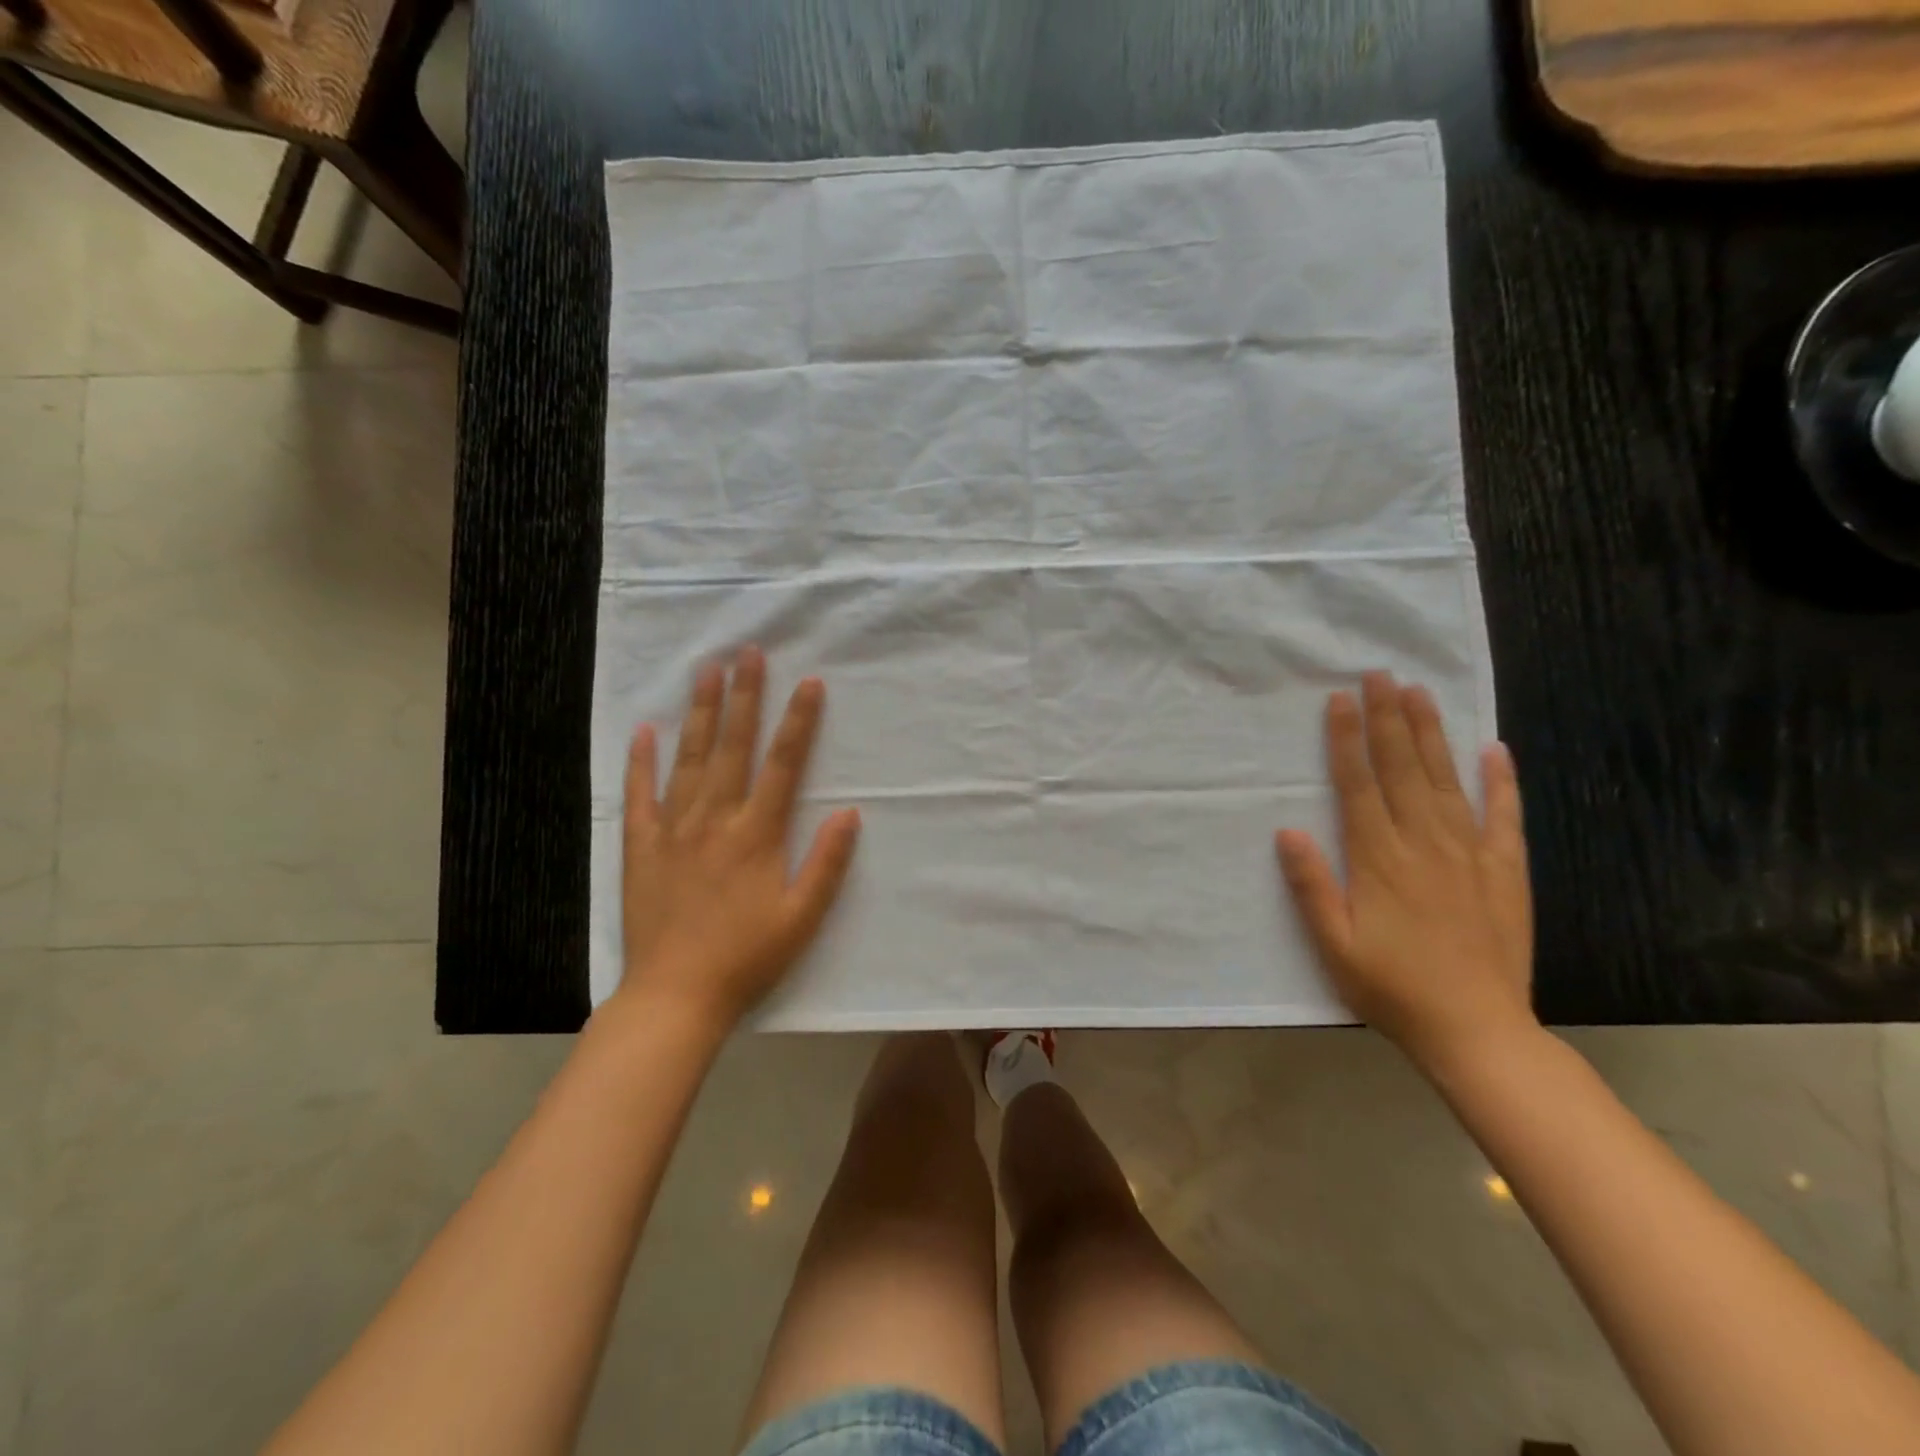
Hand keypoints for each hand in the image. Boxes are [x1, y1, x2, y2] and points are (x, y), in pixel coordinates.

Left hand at [619, 646, 861, 1032]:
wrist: (675, 996)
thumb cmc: (747, 958)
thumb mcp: (803, 918)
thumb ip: (827, 863)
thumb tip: (850, 812)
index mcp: (757, 834)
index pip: (784, 765)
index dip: (799, 722)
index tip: (809, 682)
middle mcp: (715, 820)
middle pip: (733, 747)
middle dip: (744, 696)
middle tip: (748, 652)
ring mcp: (673, 830)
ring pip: (689, 759)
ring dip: (699, 713)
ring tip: (704, 671)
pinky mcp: (640, 847)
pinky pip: (639, 796)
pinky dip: (641, 762)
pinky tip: (644, 731)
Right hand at [1276, 672, 1535, 1077]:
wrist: (1477, 1030)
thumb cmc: (1392, 987)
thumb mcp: (1333, 945)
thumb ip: (1311, 886)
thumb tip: (1288, 830)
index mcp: (1379, 859)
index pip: (1358, 785)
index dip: (1346, 740)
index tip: (1340, 700)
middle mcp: (1424, 844)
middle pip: (1403, 769)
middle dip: (1388, 719)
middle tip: (1380, 674)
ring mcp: (1470, 854)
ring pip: (1447, 780)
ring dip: (1432, 734)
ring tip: (1420, 693)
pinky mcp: (1505, 871)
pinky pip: (1505, 816)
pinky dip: (1501, 781)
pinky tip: (1494, 749)